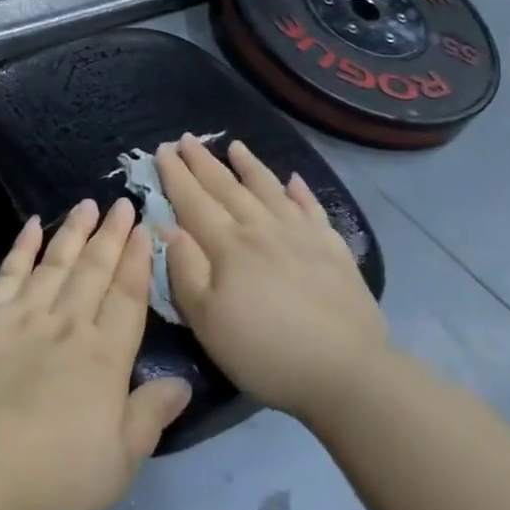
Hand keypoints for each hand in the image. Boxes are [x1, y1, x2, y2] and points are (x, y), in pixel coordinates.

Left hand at [0, 199, 192, 509]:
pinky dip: (22, 247)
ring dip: (73, 232)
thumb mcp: (116, 464)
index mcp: (103, 358)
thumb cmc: (48, 477)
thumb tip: (183, 383)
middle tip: (122, 202)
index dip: (138, 262)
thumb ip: (149, 417)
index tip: (143, 229)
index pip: (127, 298)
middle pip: (94, 270)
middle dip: (111, 235)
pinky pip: (8, 272)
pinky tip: (31, 226)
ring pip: (54, 262)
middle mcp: (66, 325)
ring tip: (87, 204)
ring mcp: (20, 316)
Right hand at [157, 136, 388, 426]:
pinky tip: (293, 180)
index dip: (176, 175)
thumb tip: (167, 226)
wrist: (346, 371)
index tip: (162, 149)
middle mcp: (262, 228)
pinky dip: (300, 191)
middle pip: (227, 188)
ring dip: (249, 166)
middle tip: (186, 139)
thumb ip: (184, 270)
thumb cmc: (265, 351)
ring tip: (235, 145)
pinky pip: (312, 208)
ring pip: (269, 189)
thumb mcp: (208, 321)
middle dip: (203, 162)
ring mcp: (301, 234)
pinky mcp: (333, 248)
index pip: (194, 201)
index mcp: (228, 246)